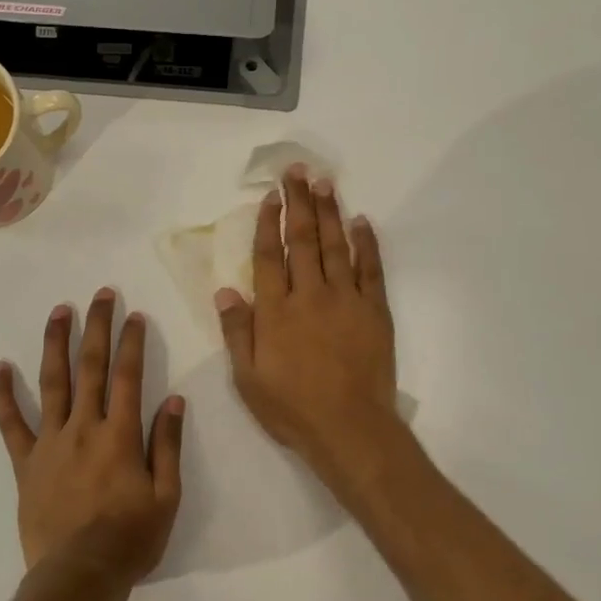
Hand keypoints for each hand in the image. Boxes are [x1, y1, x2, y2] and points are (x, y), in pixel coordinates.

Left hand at [0, 290, 184, 596]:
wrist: (77, 578)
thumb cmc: (129, 541)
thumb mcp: (165, 498)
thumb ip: (168, 446)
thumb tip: (174, 401)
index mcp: (120, 435)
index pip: (129, 376)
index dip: (133, 342)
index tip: (135, 315)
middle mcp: (84, 427)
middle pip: (91, 367)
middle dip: (97, 327)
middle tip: (100, 295)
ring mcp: (50, 442)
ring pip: (52, 382)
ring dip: (56, 343)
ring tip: (59, 310)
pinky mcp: (26, 463)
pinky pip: (11, 423)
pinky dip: (4, 394)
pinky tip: (1, 367)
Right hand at [215, 166, 399, 476]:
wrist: (350, 428)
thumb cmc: (292, 407)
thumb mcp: (248, 378)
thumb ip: (238, 331)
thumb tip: (226, 290)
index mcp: (276, 310)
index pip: (270, 255)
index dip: (269, 223)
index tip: (270, 197)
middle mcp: (310, 295)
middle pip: (303, 239)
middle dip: (299, 202)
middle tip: (298, 171)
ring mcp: (346, 299)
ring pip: (336, 245)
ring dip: (330, 212)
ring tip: (325, 182)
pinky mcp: (374, 310)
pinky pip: (371, 268)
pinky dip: (366, 243)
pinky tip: (362, 221)